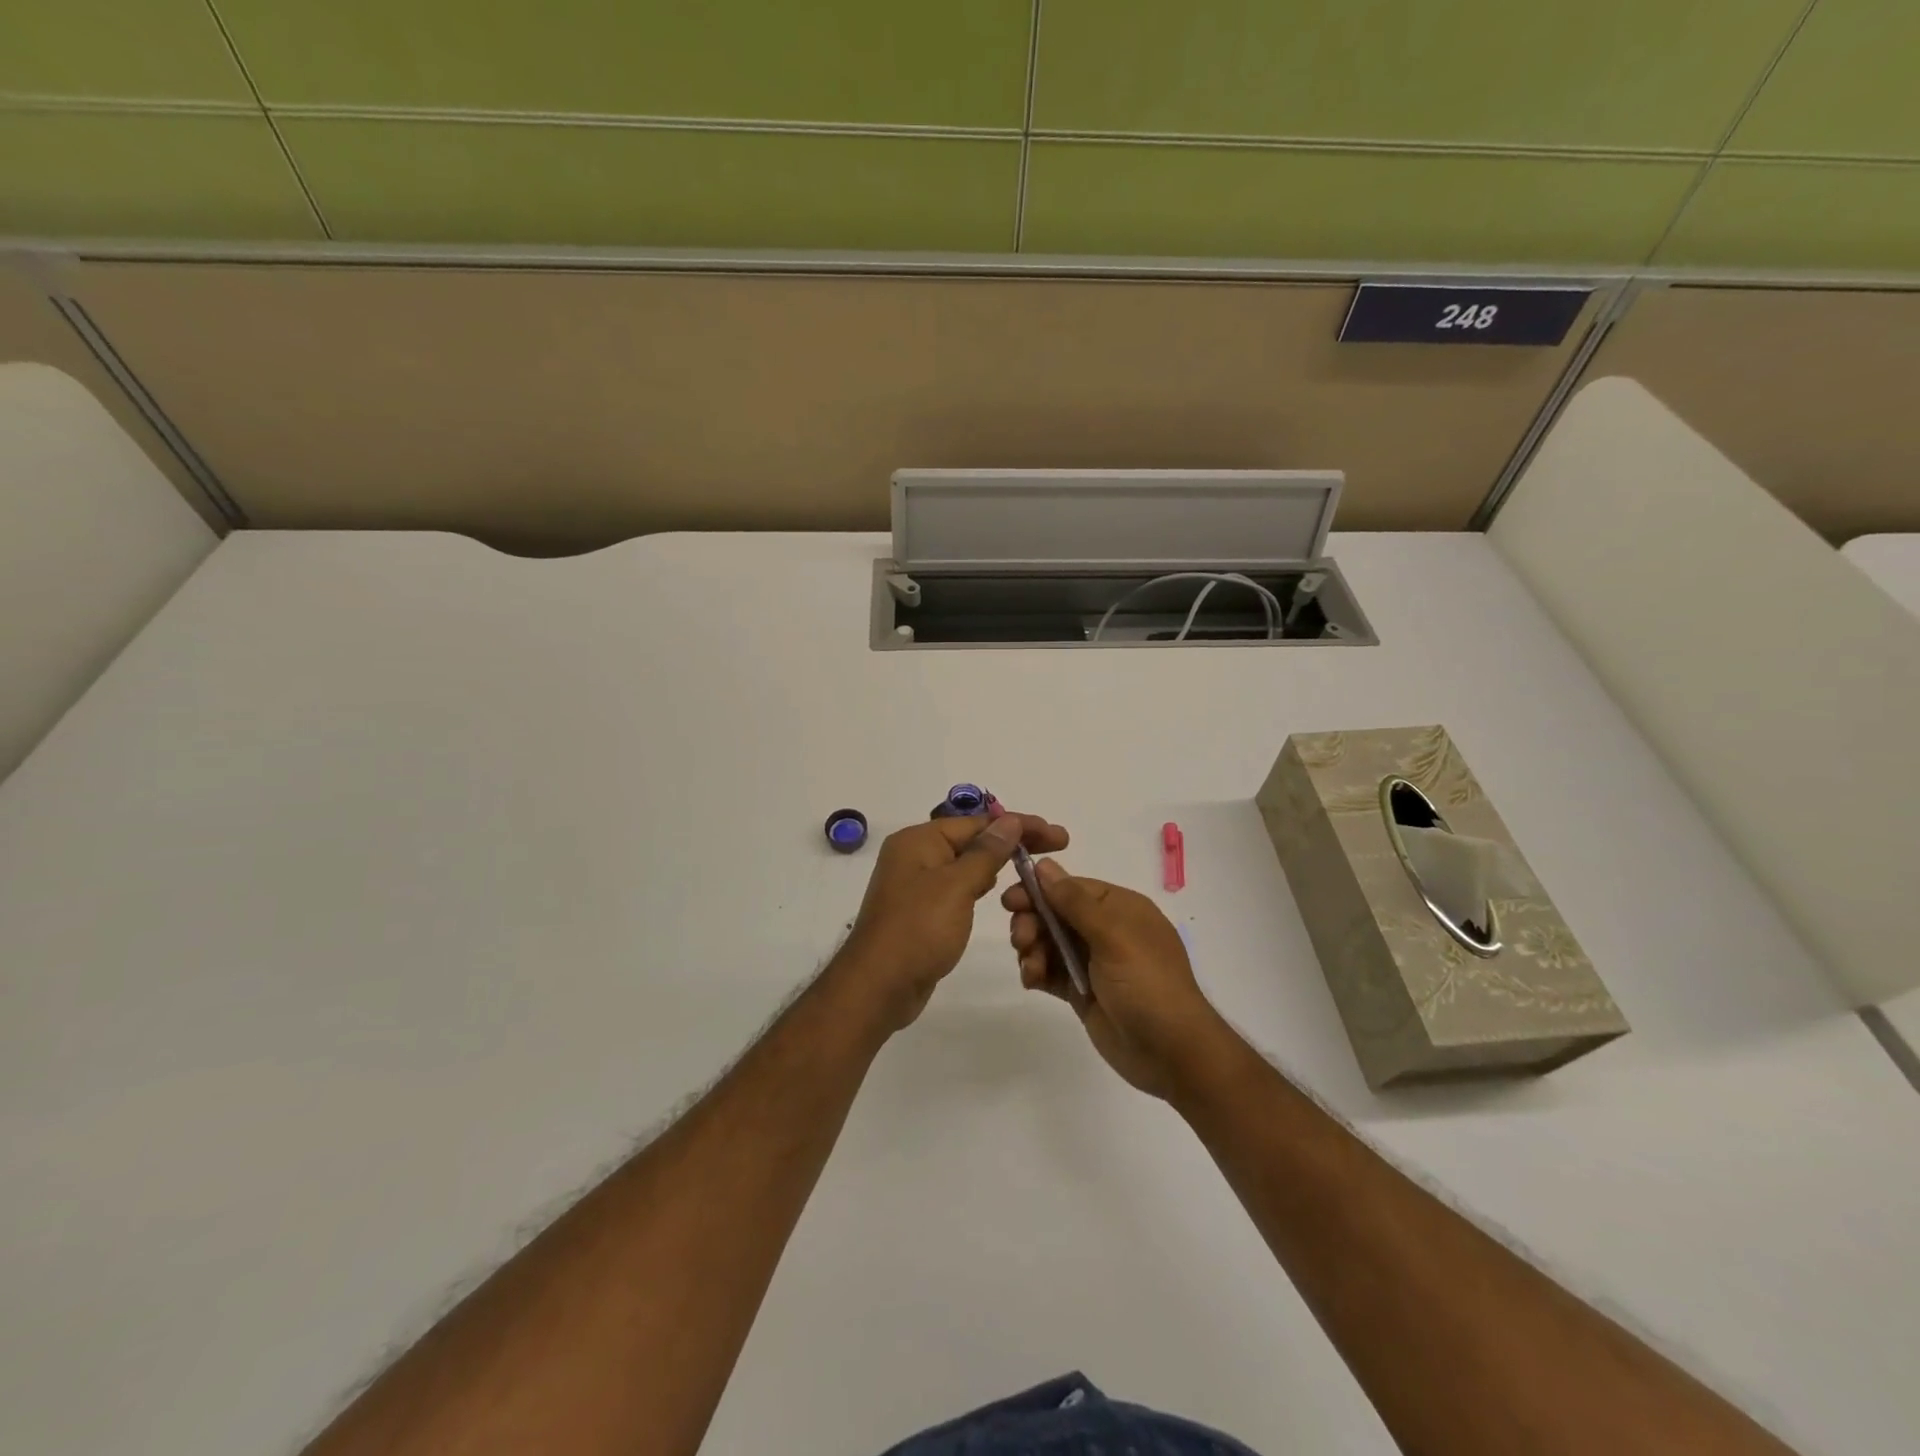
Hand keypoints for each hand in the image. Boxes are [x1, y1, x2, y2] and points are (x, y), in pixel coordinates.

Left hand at [837, 812, 1069, 1031]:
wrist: (878, 988)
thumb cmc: (918, 930)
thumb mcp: (956, 887)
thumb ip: (986, 853)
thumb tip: (1010, 822)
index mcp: (919, 841)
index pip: (978, 822)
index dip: (1020, 826)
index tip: (1058, 836)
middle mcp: (915, 856)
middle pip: (973, 840)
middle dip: (1013, 843)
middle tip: (1057, 848)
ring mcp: (917, 885)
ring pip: (966, 865)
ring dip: (998, 864)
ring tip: (1034, 870)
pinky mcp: (922, 911)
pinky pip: (958, 888)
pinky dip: (981, 885)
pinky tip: (1001, 893)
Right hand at [1003, 859, 1237, 1098]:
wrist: (1172, 1054)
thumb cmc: (1148, 985)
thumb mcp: (1113, 936)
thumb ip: (1075, 901)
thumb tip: (1044, 865)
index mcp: (1120, 908)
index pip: (1071, 887)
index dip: (1039, 891)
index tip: (1010, 900)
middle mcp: (1106, 930)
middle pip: (1056, 914)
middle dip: (1033, 922)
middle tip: (1020, 940)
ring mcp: (1094, 962)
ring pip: (1049, 943)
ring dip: (1032, 949)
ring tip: (1031, 968)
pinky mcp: (1083, 991)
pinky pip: (1051, 971)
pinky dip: (1037, 972)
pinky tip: (1031, 980)